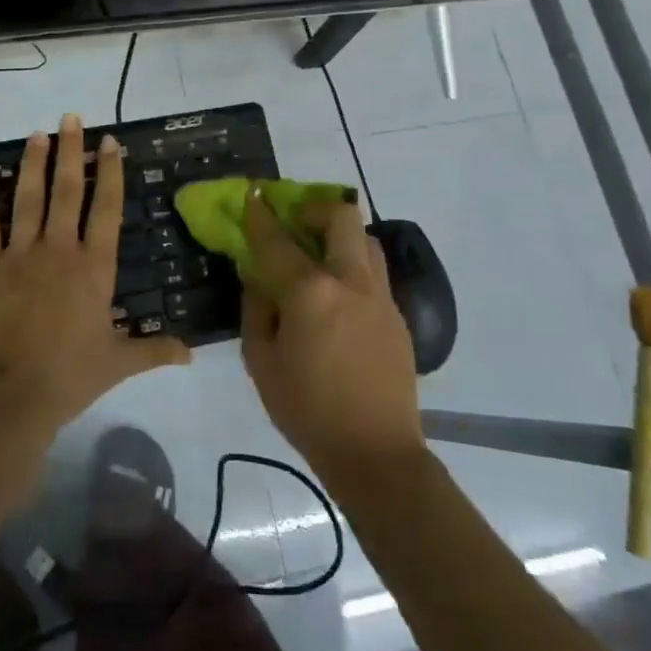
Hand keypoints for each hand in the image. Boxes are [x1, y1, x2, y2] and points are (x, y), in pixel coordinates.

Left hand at [0, 115, 189, 438]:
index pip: (107, 208)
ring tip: (37, 133)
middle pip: (68, 190)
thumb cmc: (69, 376)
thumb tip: (192, 355)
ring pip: (28, 197)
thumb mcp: (118, 363)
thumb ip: (155, 351)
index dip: (111, 172)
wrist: (10, 395)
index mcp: (94, 267)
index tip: (109, 142)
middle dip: (71, 151)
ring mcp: (20, 254)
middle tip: (71, 117)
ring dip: (33, 163)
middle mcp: (59, 249)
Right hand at [239, 191, 424, 485]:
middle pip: (340, 217)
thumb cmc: (307, 410)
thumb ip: (257, 309)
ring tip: (319, 256)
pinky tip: (338, 297)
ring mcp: (380, 297)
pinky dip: (353, 267)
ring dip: (339, 236)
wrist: (375, 453)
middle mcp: (350, 282)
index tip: (252, 197)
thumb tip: (258, 277)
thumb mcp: (261, 361)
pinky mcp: (398, 316)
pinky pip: (374, 273)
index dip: (261, 215)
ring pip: (365, 240)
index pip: (278, 240)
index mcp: (311, 292)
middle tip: (295, 224)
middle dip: (313, 209)